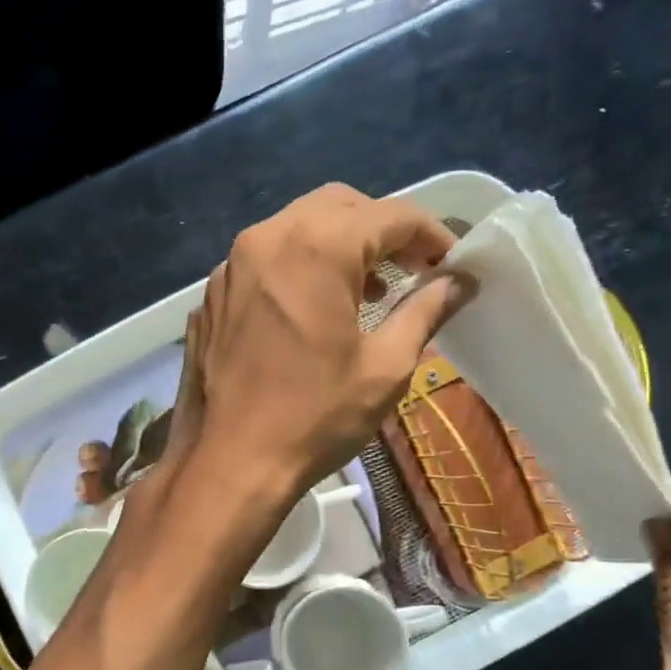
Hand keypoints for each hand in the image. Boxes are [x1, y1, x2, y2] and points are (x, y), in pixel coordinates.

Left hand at [170, 183, 470, 498]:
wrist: (228, 463)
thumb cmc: (314, 418)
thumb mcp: (384, 367)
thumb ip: (424, 312)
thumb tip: (459, 282)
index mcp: (316, 248)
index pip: (389, 215)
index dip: (430, 234)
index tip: (450, 264)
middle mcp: (266, 239)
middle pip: (337, 206)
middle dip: (381, 230)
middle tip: (408, 271)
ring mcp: (229, 266)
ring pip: (295, 228)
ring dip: (337, 245)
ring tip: (365, 292)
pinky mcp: (211, 295)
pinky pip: (262, 261)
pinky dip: (296, 268)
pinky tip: (309, 311)